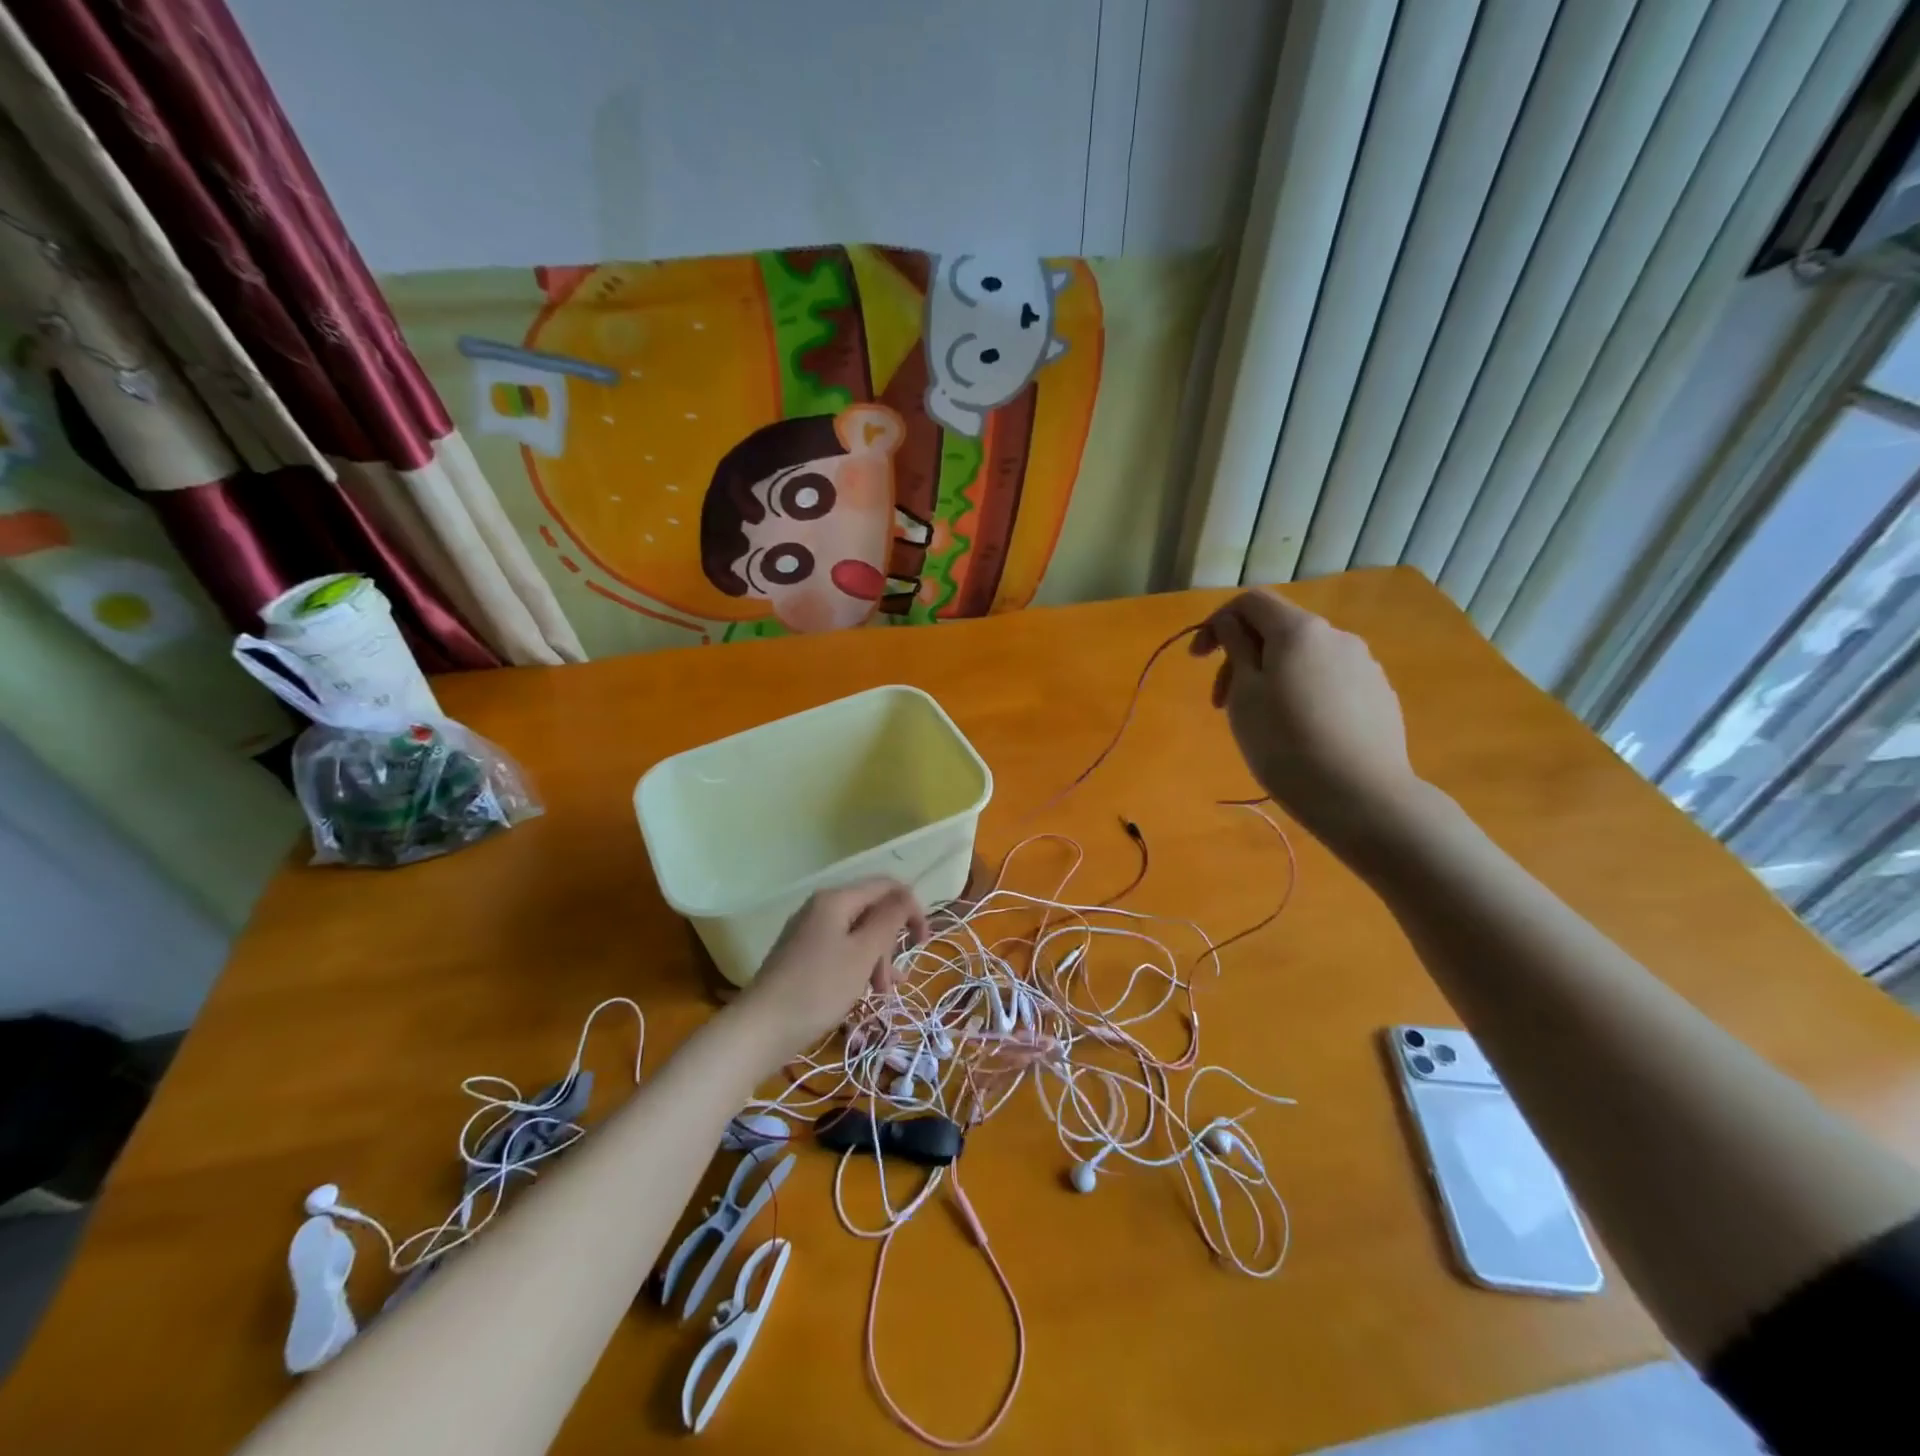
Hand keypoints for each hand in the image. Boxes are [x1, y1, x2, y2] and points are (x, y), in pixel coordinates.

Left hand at [736, 879, 928, 1051]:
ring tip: (883, 993)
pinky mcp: (801, 956)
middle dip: (891, 941)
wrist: (760, 1029)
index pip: (886, 887)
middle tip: (895, 979)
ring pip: (857, 935)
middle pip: (871, 912)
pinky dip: (858, 968)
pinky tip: (866, 993)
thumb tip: (906, 894)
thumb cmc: (819, 988)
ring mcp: (808, 932)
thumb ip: (889, 919)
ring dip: (877, 960)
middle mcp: (821, 908)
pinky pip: (841, 951)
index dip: (911, 908)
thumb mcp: (863, 953)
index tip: (924, 941)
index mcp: (836, 900)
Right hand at [1191, 589, 1419, 845]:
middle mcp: (1337, 636)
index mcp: (1299, 631)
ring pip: (1304, 657)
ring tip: (1262, 721)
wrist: (1362, 796)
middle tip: (1221, 705)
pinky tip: (1301, 732)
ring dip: (1272, 676)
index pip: (1251, 602)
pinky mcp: (1380, 695)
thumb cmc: (1286, 744)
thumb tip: (1233, 623)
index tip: (1197, 660)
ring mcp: (1364, 665)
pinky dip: (1303, 692)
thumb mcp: (1244, 695)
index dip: (1217, 622)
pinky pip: (1329, 680)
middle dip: (1242, 657)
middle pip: (1278, 630)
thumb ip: (1236, 648)